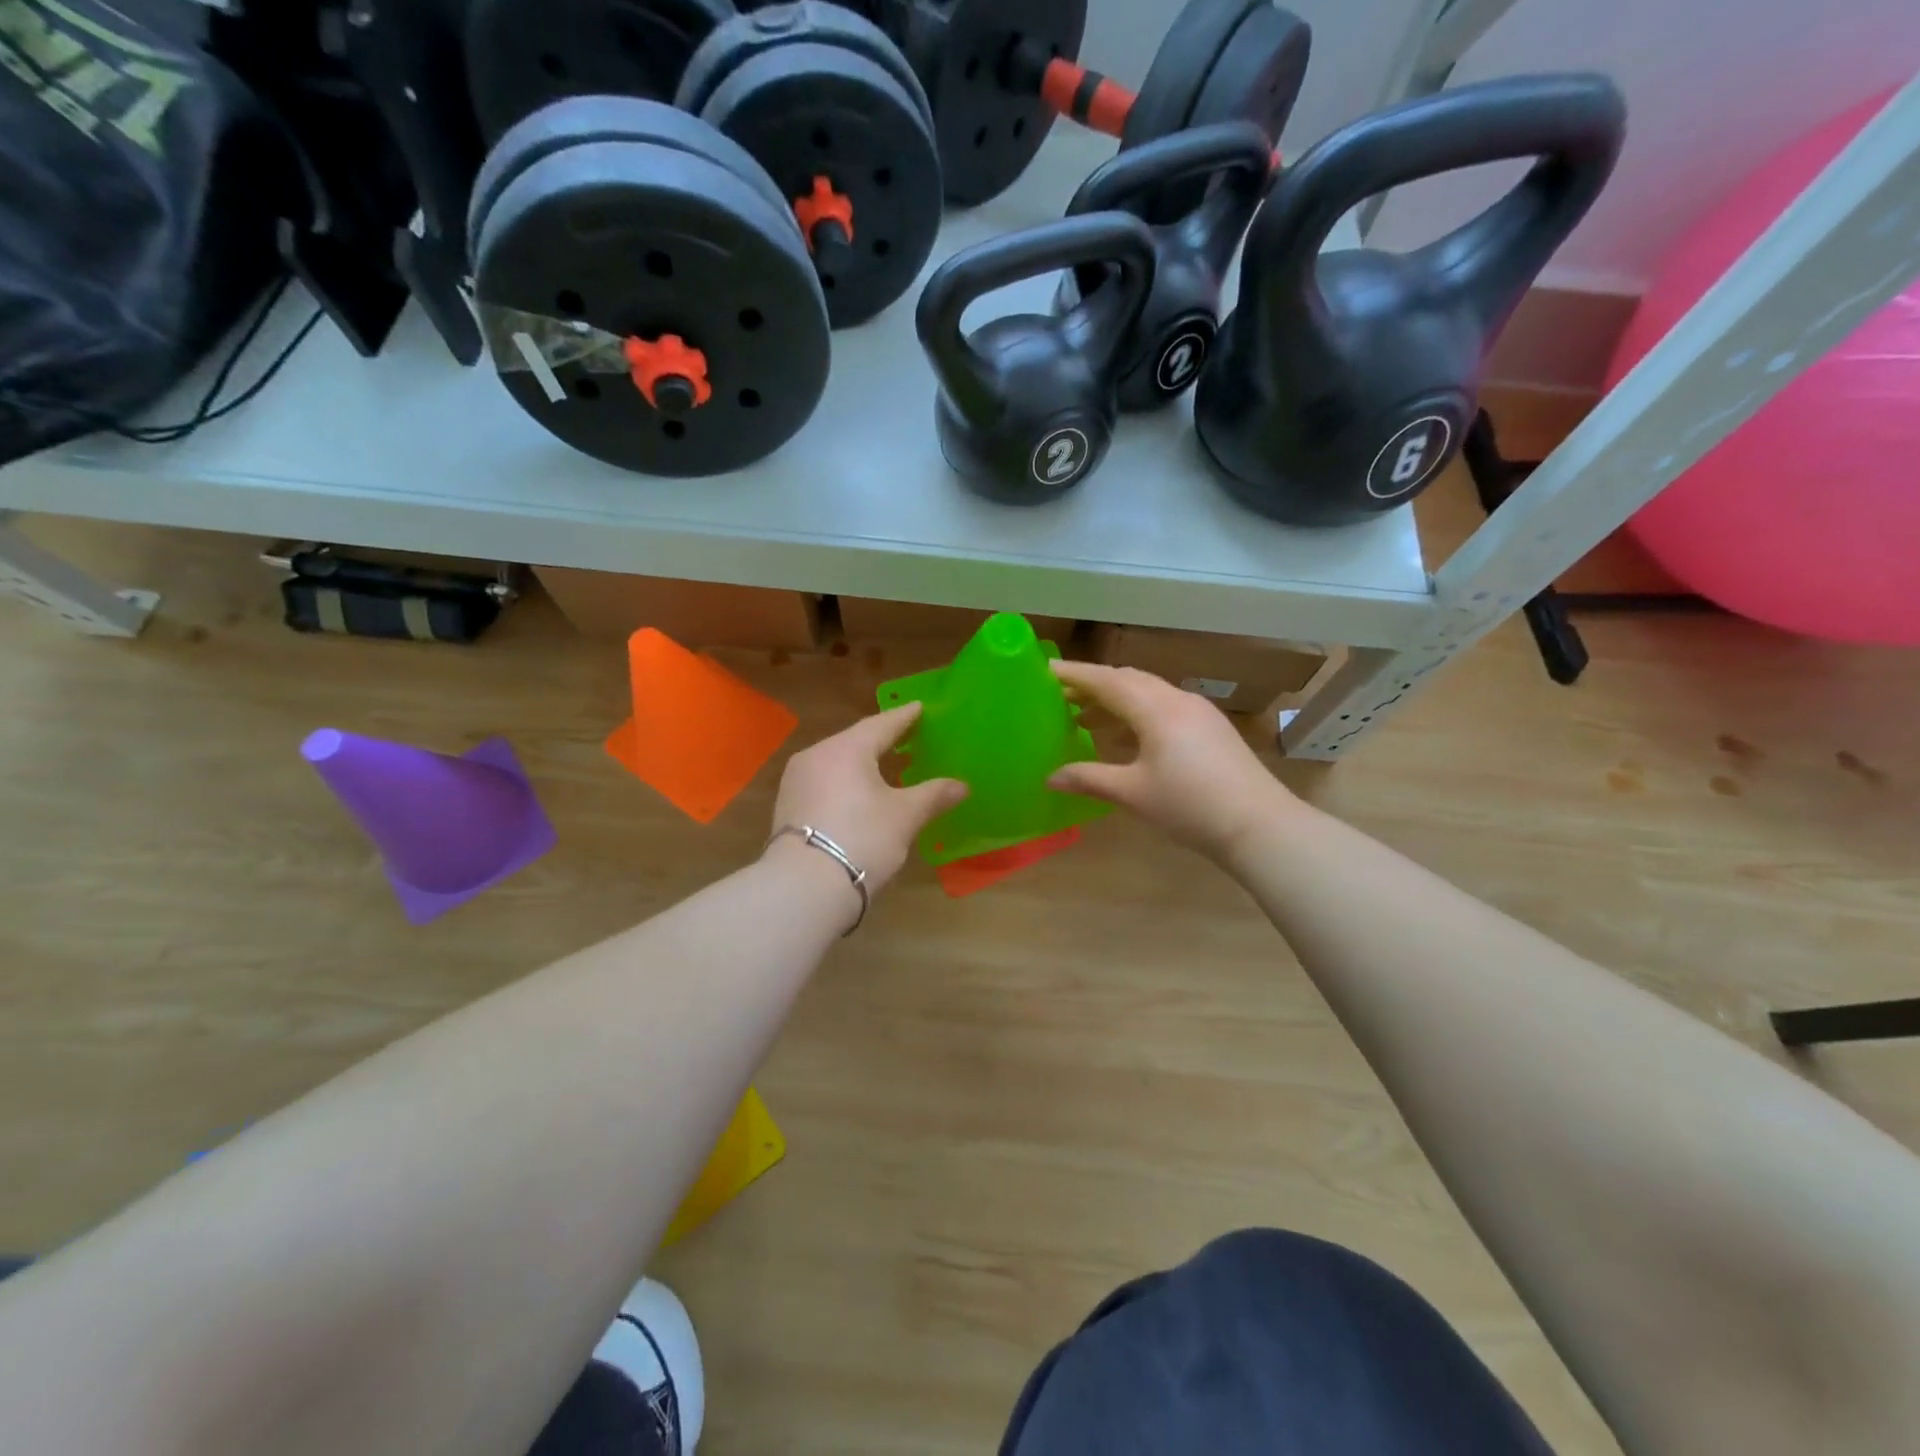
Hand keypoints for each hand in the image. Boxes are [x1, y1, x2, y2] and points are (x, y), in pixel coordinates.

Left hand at [766, 703, 966, 896]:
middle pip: (855, 741)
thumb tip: (961, 786)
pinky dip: (844, 782)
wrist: (804, 887)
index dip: (904, 717)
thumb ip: (933, 795)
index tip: (919, 708)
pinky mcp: (787, 806)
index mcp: (846, 748)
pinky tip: (857, 794)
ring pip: (836, 762)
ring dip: (861, 763)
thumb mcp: (904, 817)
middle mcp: (816, 755)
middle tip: (907, 737)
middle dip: (882, 739)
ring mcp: (796, 781)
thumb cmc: (862, 838)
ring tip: (885, 767)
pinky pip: (823, 782)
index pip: (882, 724)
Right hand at [1048, 660, 1294, 859]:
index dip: (1074, 674)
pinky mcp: (1211, 728)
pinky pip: (1164, 707)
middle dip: (1093, 684)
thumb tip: (1050, 778)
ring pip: (1148, 693)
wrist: (1259, 825)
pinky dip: (1137, 712)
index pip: (1106, 680)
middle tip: (1060, 695)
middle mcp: (1177, 700)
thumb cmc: (1190, 805)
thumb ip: (1088, 779)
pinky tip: (1127, 736)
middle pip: (1128, 680)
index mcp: (1155, 708)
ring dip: (1116, 699)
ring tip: (1085, 717)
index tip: (1045, 669)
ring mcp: (1199, 712)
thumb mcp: (1132, 793)